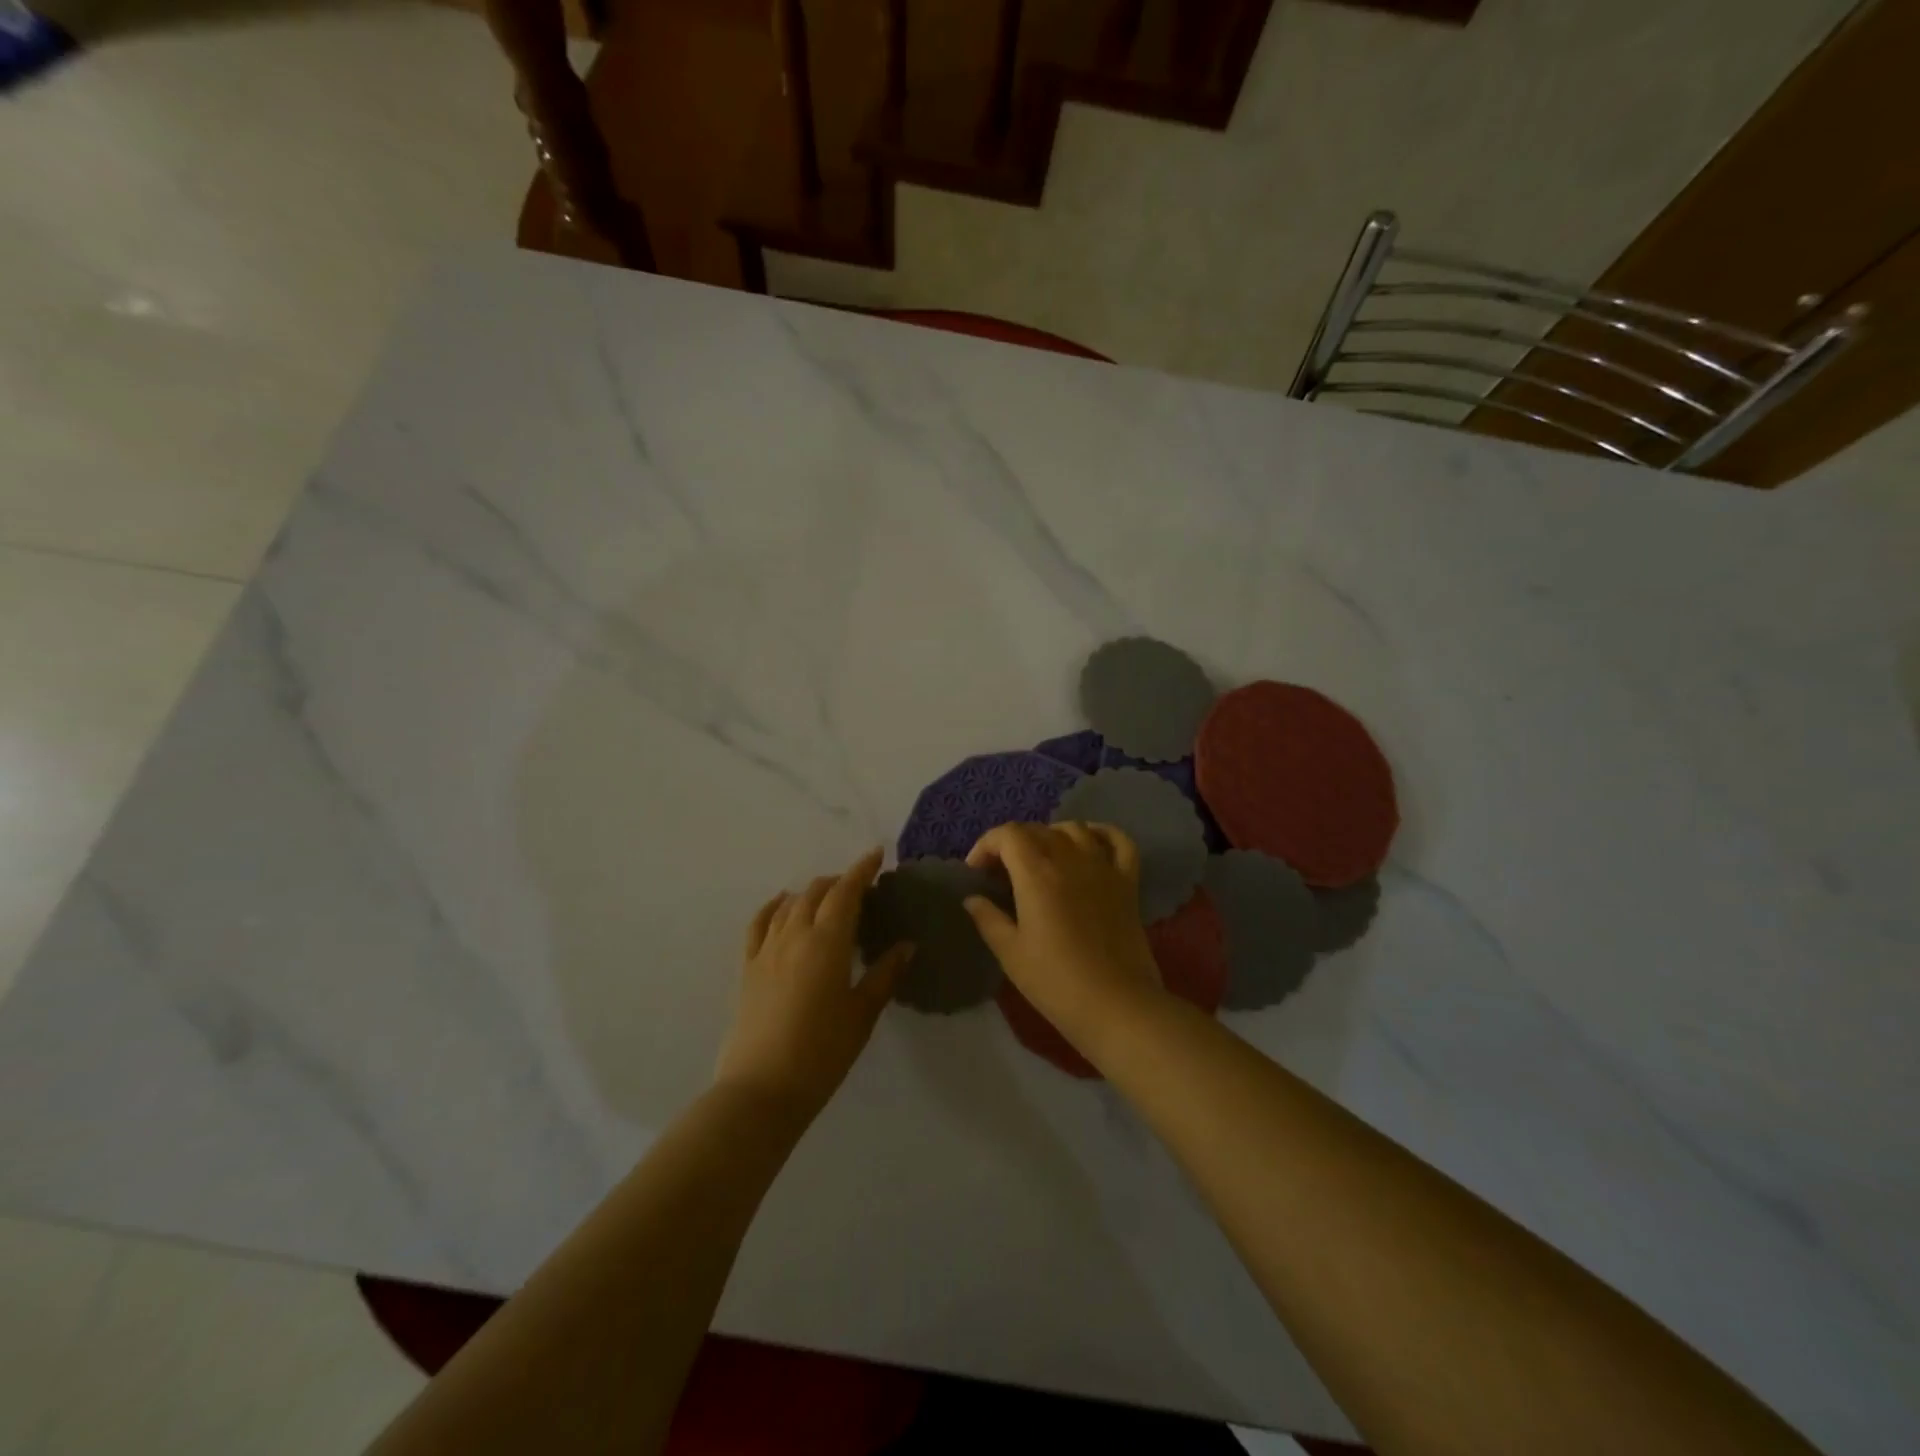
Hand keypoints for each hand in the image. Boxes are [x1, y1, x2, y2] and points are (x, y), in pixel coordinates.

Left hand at [715, 848, 911, 1119]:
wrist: (761, 1088)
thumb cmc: (822, 1052)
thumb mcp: (862, 1014)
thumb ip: (884, 974)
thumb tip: (907, 945)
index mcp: (827, 942)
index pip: (846, 892)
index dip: (862, 870)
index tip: (877, 855)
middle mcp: (795, 935)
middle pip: (817, 892)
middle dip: (840, 882)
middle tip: (860, 888)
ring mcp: (766, 949)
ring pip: (790, 904)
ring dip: (811, 893)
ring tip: (828, 898)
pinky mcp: (747, 967)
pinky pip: (759, 923)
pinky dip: (773, 906)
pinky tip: (782, 903)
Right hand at [963, 822, 1165, 1052]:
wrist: (1116, 1005)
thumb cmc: (1055, 981)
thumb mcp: (1011, 953)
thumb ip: (988, 919)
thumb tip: (972, 898)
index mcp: (1036, 873)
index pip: (1007, 835)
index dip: (986, 845)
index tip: (976, 871)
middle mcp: (1070, 859)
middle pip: (1037, 830)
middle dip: (1013, 842)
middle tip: (1001, 872)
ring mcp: (1103, 867)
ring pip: (1074, 828)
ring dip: (1051, 835)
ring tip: (1041, 858)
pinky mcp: (1128, 881)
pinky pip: (1118, 841)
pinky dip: (1103, 833)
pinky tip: (1091, 841)